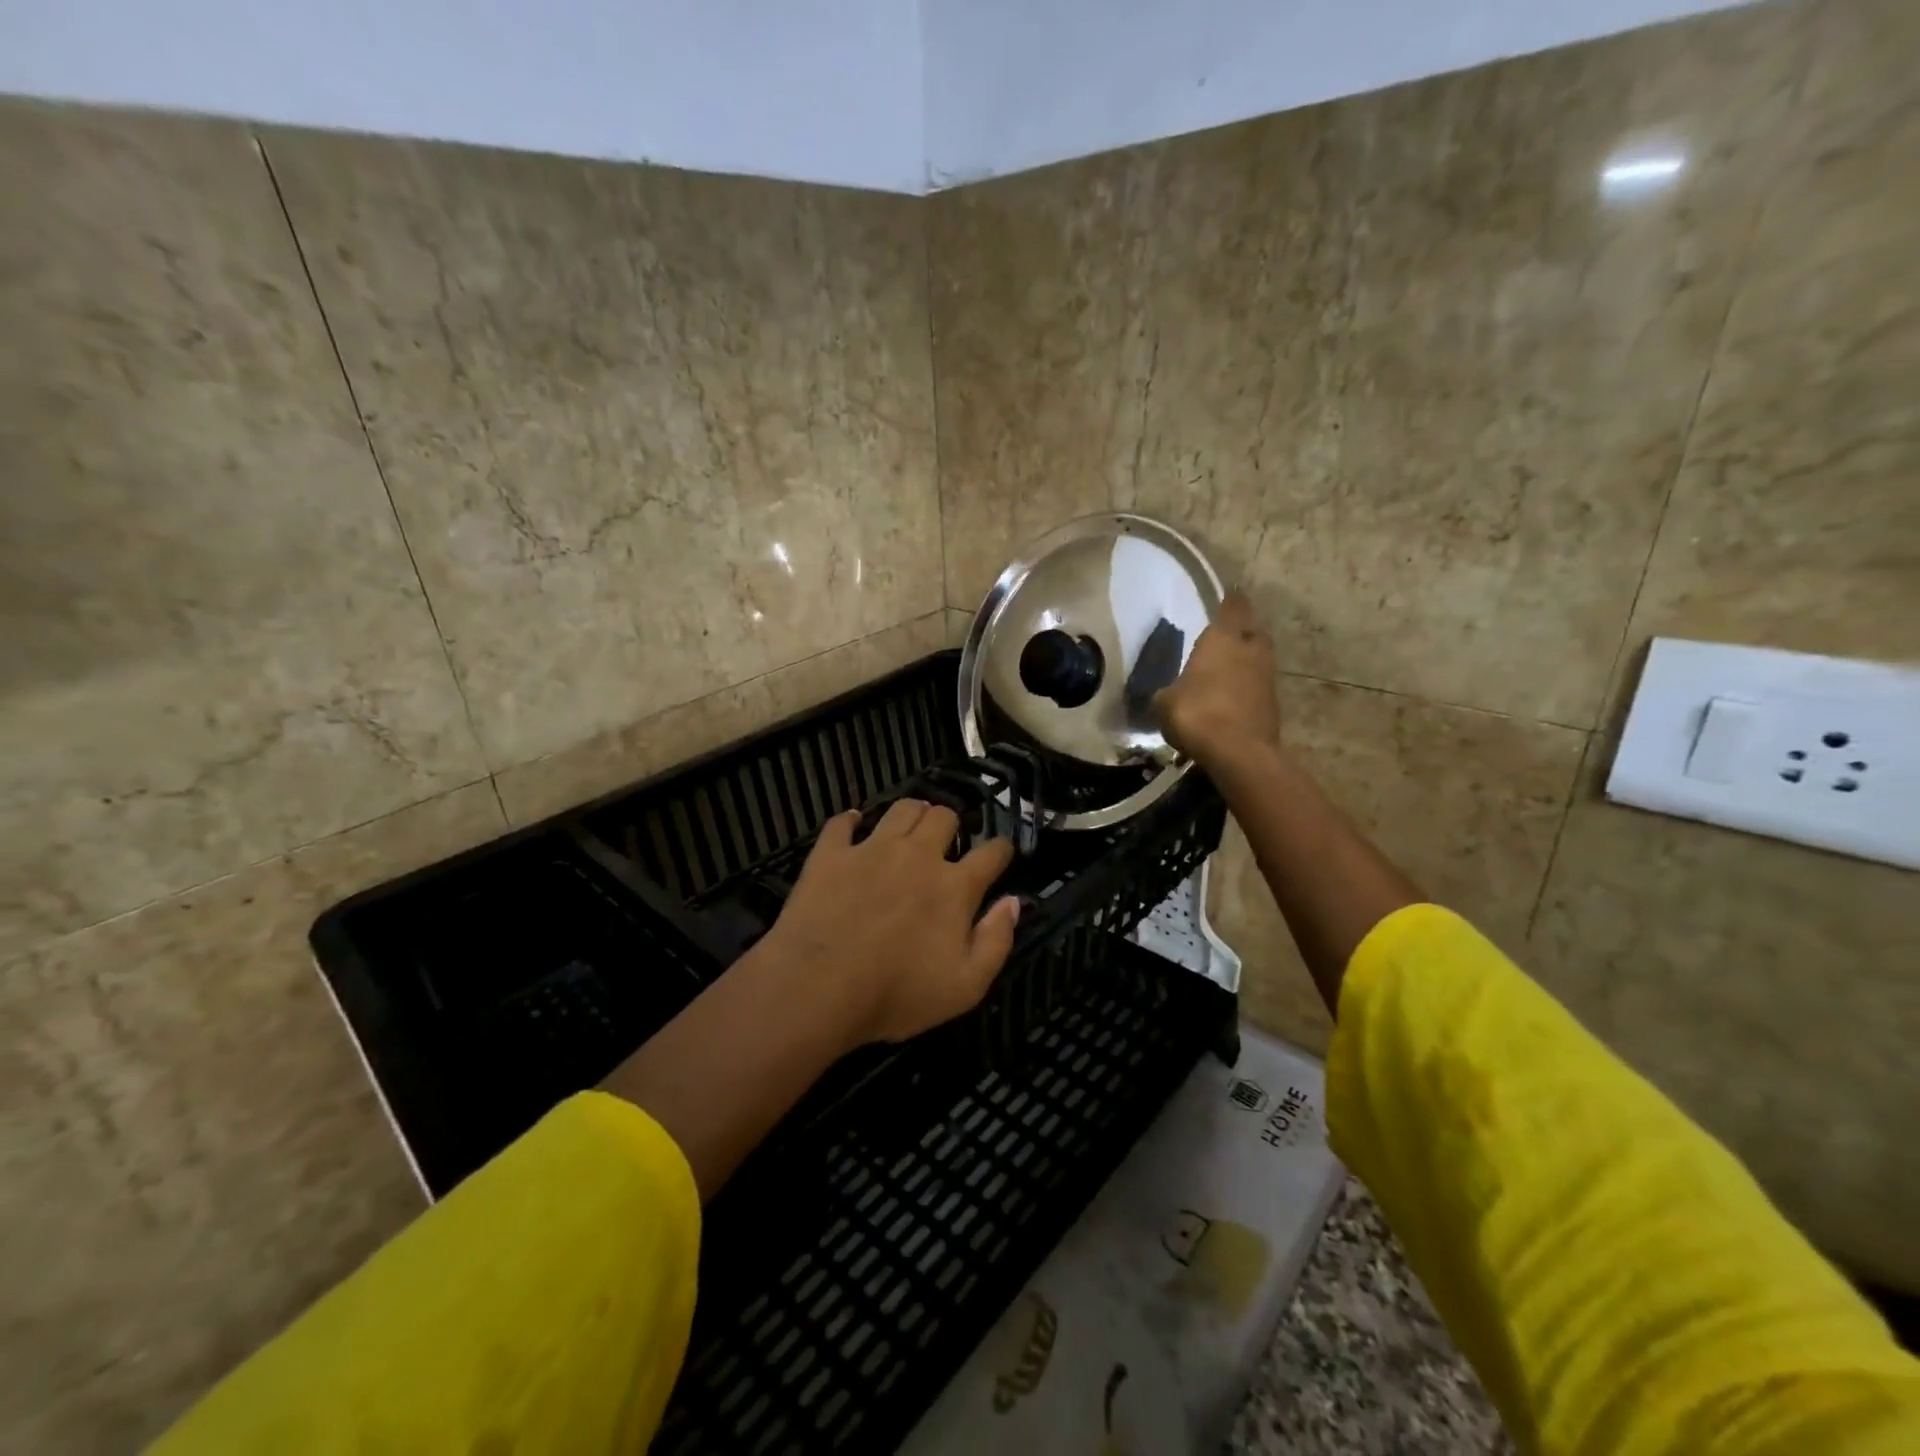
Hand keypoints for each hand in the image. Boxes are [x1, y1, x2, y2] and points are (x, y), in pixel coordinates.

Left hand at [759, 800, 1020, 1051]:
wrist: (817, 987)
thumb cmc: (895, 995)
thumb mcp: (965, 987)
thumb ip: (996, 942)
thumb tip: (1012, 903)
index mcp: (954, 887)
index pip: (991, 852)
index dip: (1001, 849)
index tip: (1001, 853)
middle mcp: (917, 855)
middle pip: (944, 816)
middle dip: (952, 824)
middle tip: (946, 842)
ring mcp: (871, 849)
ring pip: (902, 809)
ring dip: (913, 813)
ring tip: (911, 827)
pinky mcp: (831, 854)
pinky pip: (843, 822)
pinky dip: (851, 820)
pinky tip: (853, 825)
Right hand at [1154, 590, 1280, 768]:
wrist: (1238, 752)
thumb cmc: (1196, 713)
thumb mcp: (1165, 702)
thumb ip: (1168, 691)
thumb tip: (1168, 693)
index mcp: (1223, 638)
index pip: (1232, 606)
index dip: (1230, 600)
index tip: (1228, 595)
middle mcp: (1250, 649)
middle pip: (1251, 630)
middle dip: (1241, 631)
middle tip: (1225, 635)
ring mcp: (1266, 676)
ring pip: (1258, 658)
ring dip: (1245, 660)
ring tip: (1226, 668)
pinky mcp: (1273, 703)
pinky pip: (1258, 685)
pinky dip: (1247, 686)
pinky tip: (1231, 697)